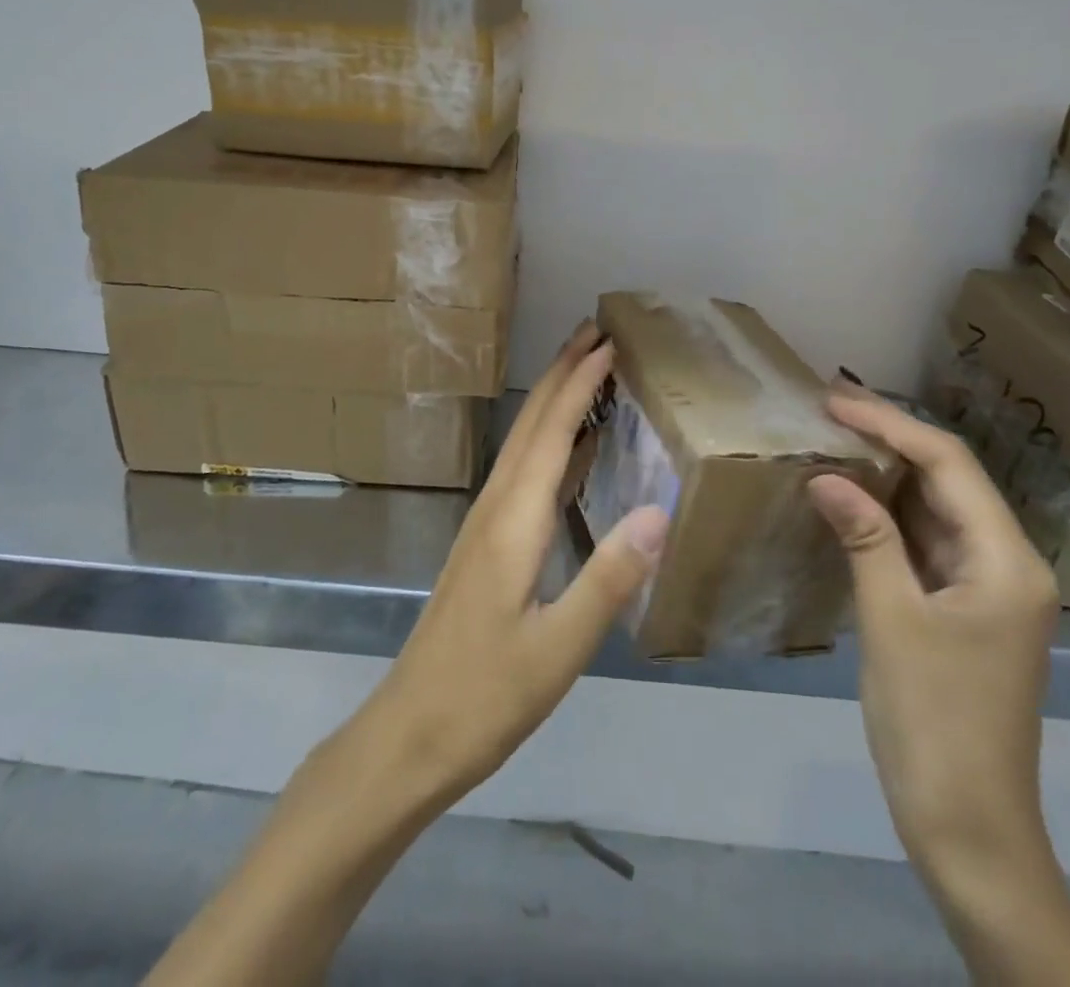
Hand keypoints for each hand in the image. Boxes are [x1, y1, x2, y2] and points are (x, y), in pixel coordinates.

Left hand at [144, 325, 670, 986]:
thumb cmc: (486, 696)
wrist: (410, 735)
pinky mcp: (484, 547)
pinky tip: (566, 452)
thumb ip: (608, 578)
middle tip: (595, 333)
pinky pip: (521, 473)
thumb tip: (659, 510)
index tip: (607, 343)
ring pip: (522, 444)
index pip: (550, 433)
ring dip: (551, 401)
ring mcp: (485, 527)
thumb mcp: (559, 648)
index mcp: (513, 522)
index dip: (578, 384)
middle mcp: (495, 509)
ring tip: (584, 372)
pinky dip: (548, 443)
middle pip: (529, 425)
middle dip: (561, 373)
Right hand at [807, 386, 1058, 873]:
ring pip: (935, 510)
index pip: (948, 465)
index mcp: (1007, 561)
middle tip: (830, 407)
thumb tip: (826, 475)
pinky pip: (925, 543)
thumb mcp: (892, 619)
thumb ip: (864, 537)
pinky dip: (887, 516)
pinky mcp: (964, 609)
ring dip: (887, 475)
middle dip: (890, 439)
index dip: (890, 424)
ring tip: (834, 438)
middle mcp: (1008, 564)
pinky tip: (850, 498)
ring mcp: (987, 588)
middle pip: (947, 480)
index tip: (834, 401)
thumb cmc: (933, 719)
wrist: (968, 825)